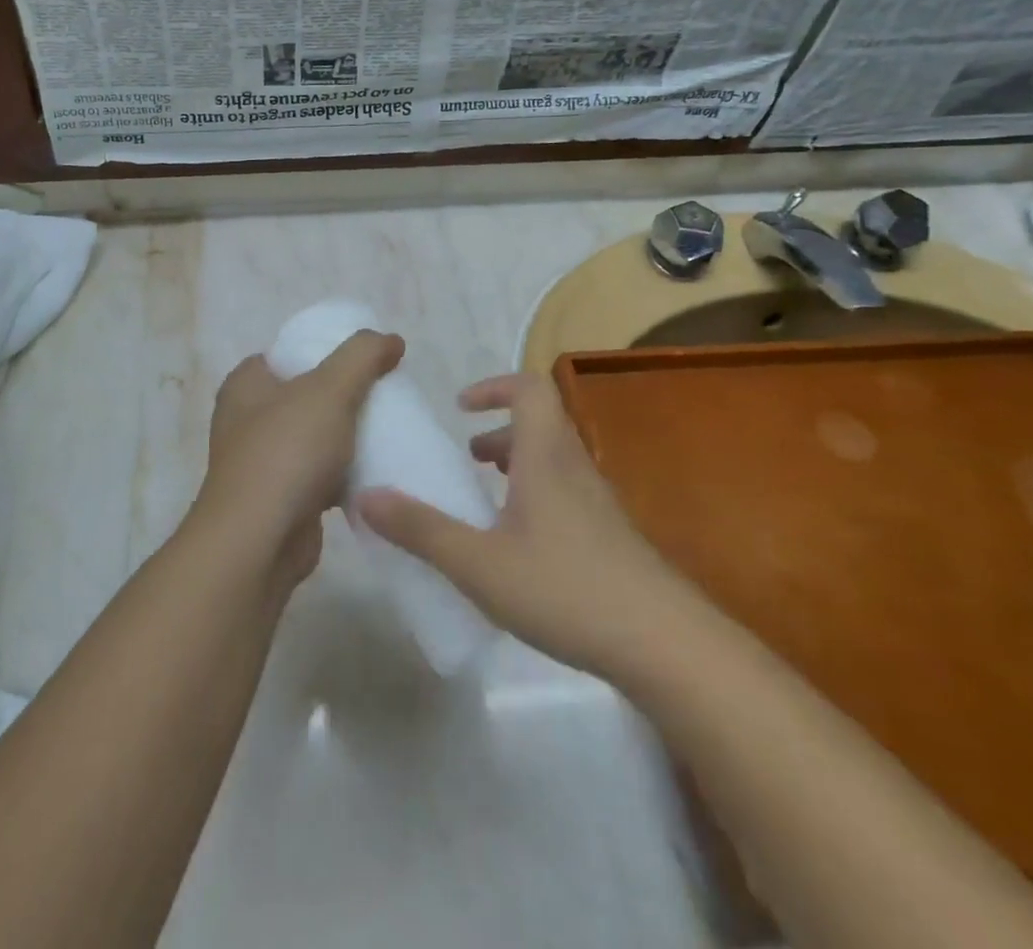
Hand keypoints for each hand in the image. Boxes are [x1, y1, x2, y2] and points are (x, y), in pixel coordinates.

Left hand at [193, 330, 403, 588]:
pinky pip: (320, 474)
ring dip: (347, 436)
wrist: (259, 542)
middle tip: (384, 395)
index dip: (326, 350)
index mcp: (246, 384)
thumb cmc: (287, 452)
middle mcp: (247, 419)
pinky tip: (376, 472)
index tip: (366, 360)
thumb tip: (392, 340)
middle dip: (344, 395)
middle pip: (306, 394)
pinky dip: (345, 473)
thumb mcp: (330, 389)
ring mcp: (262, 461)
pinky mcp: (280, 498)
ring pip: (315, 436)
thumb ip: (362, 356)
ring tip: (388, 431)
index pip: (289, 352)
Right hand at [357, 371, 696, 679]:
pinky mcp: (610, 536)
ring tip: (484, 498)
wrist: (666, 646)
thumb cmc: (566, 589)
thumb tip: (366, 495)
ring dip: (517, 464)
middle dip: (498, 431)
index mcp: (546, 456)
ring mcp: (598, 503)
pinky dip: (535, 496)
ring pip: (553, 460)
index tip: (460, 407)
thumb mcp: (478, 563)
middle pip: (540, 423)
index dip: (493, 386)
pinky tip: (517, 546)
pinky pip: (565, 493)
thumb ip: (421, 529)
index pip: (529, 388)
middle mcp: (574, 467)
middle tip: (466, 457)